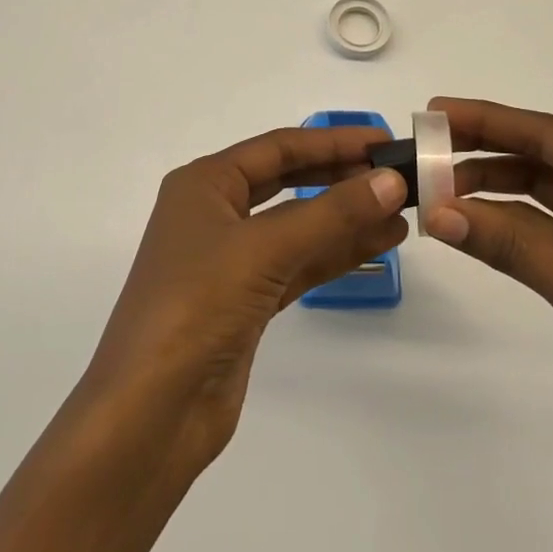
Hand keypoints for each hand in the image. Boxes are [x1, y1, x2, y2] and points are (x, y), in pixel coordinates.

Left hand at [80, 125, 410, 479]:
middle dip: (340, 177)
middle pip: (288, 182)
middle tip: (396, 175)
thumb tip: (391, 181)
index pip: (278, 148)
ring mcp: (230, 260)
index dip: (332, 141)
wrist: (152, 411)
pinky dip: (335, 253)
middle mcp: (215, 213)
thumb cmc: (197, 305)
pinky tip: (377, 244)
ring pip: (297, 226)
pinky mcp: (246, 302)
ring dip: (345, 218)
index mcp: (204, 184)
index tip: (384, 140)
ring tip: (400, 211)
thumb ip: (331, 213)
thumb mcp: (264, 248)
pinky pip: (298, 264)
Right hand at [422, 97, 552, 469]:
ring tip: (435, 192)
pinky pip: (540, 233)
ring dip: (489, 191)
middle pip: (541, 159)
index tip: (437, 111)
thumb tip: (436, 213)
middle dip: (483, 151)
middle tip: (426, 149)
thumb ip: (511, 246)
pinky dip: (503, 228)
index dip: (490, 120)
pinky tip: (466, 226)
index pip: (550, 136)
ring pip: (537, 196)